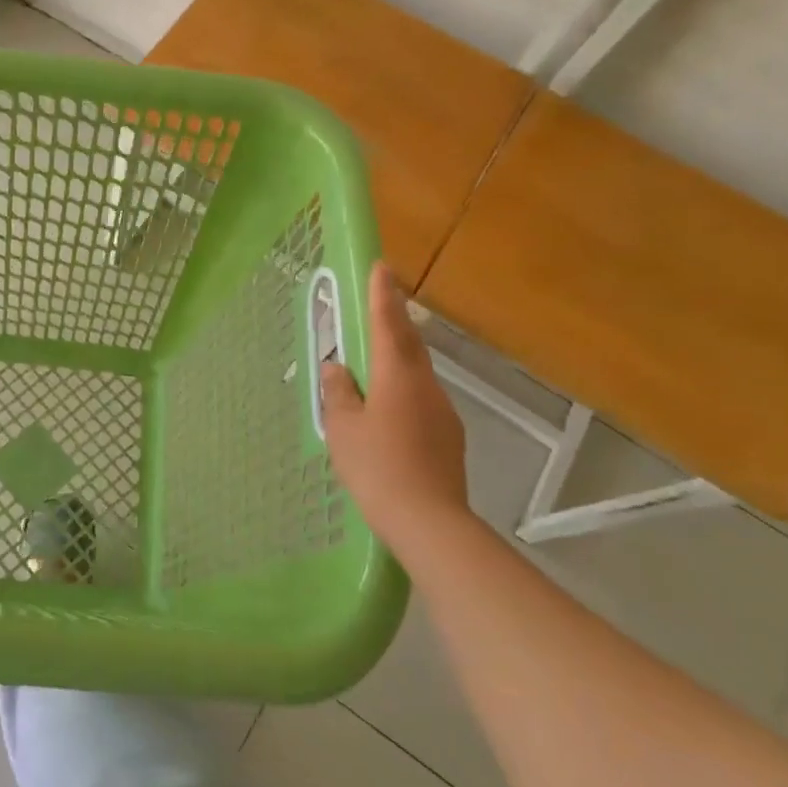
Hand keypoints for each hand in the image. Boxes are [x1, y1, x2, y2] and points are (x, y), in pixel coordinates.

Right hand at [321, 262, 469, 546]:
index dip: (383, 295)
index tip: (382, 266)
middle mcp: (426, 386)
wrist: (429, 520)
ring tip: (374, 367)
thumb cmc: (377, 467)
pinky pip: (421, 402)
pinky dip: (403, 394)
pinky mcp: (449, 438)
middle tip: (380, 305)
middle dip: (394, 323)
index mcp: (398, 376)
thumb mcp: (343, 428)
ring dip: (397, 362)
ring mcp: (443, 413)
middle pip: (409, 346)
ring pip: (416, 375)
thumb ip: (339, 393)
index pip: (388, 324)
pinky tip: (388, 415)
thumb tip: (338, 368)